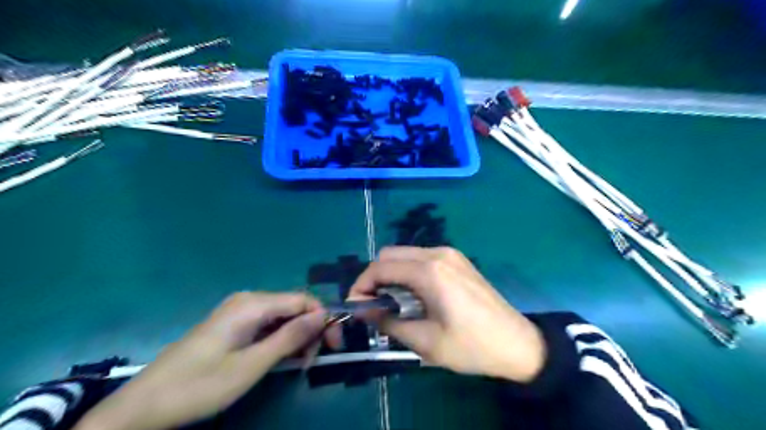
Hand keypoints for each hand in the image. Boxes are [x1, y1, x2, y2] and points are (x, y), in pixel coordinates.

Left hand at [75, 292, 326, 429]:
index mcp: (254, 304)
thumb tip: (324, 315)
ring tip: (296, 365)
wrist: (145, 404)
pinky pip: (266, 324)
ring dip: (295, 337)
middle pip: (294, 307)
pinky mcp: (232, 323)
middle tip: (310, 361)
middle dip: (309, 330)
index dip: (323, 319)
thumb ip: (291, 337)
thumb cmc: (201, 385)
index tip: (333, 345)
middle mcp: (249, 299)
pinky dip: (278, 339)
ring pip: (281, 316)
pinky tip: (278, 358)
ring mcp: (238, 310)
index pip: (304, 300)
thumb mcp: (252, 365)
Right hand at [349, 245, 547, 382]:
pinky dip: (408, 272)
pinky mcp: (457, 259)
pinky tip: (414, 295)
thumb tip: (361, 309)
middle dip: (375, 277)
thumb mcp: (426, 341)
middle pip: (390, 255)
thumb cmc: (471, 346)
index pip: (381, 268)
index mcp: (430, 272)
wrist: (518, 343)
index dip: (362, 285)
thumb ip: (388, 321)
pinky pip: (421, 258)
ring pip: (405, 254)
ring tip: (392, 302)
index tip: (356, 306)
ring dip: (391, 274)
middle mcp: (437, 253)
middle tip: (373, 304)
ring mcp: (449, 253)